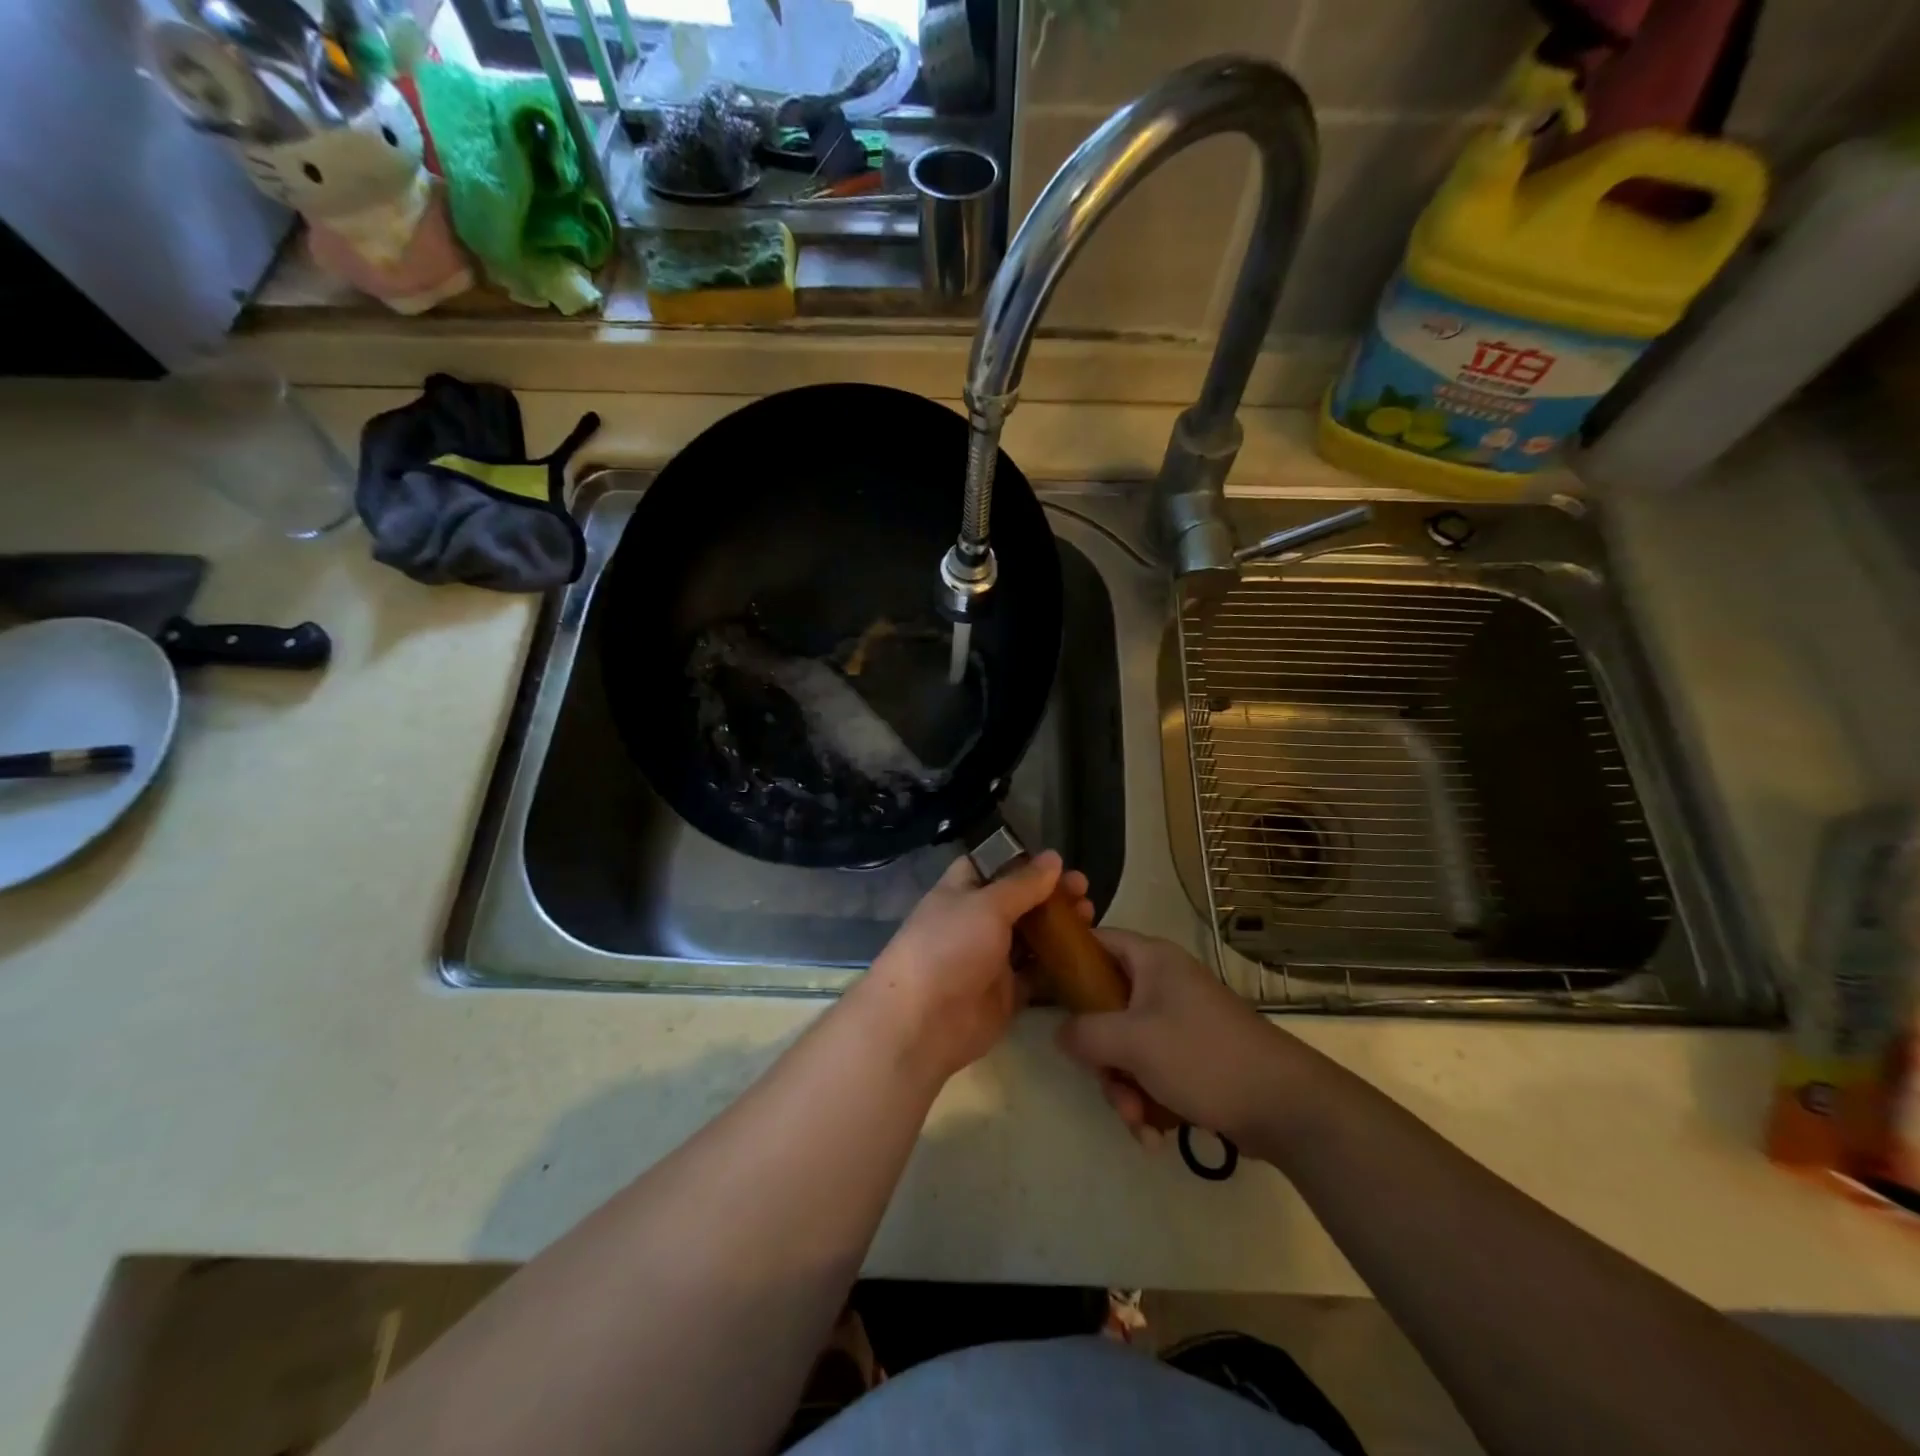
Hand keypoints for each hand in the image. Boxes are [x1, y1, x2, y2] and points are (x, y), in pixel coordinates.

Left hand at [851, 851, 1092, 1085]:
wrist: (924, 1022)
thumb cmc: (949, 947)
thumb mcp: (986, 905)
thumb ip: (1023, 884)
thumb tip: (1053, 857)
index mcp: (961, 892)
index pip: (991, 865)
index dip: (1020, 860)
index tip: (1055, 859)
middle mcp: (976, 922)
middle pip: (1018, 901)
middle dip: (1050, 893)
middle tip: (1083, 887)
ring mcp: (991, 959)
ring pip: (1031, 937)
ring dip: (1059, 926)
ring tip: (1091, 914)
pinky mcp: (1007, 993)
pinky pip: (1037, 974)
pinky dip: (1059, 965)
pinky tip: (1086, 953)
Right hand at [1056, 929, 1291, 1148]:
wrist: (1285, 1105)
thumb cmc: (1203, 1056)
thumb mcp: (1132, 1041)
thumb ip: (1084, 1033)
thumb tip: (1061, 1033)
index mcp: (1152, 960)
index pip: (1096, 941)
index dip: (1067, 960)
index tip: (1043, 991)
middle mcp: (1164, 983)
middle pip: (1106, 1006)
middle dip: (1102, 1057)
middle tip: (1108, 1084)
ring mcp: (1180, 1021)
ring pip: (1127, 1046)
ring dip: (1123, 1088)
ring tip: (1138, 1122)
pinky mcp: (1194, 1056)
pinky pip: (1152, 1070)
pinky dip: (1147, 1100)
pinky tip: (1154, 1135)